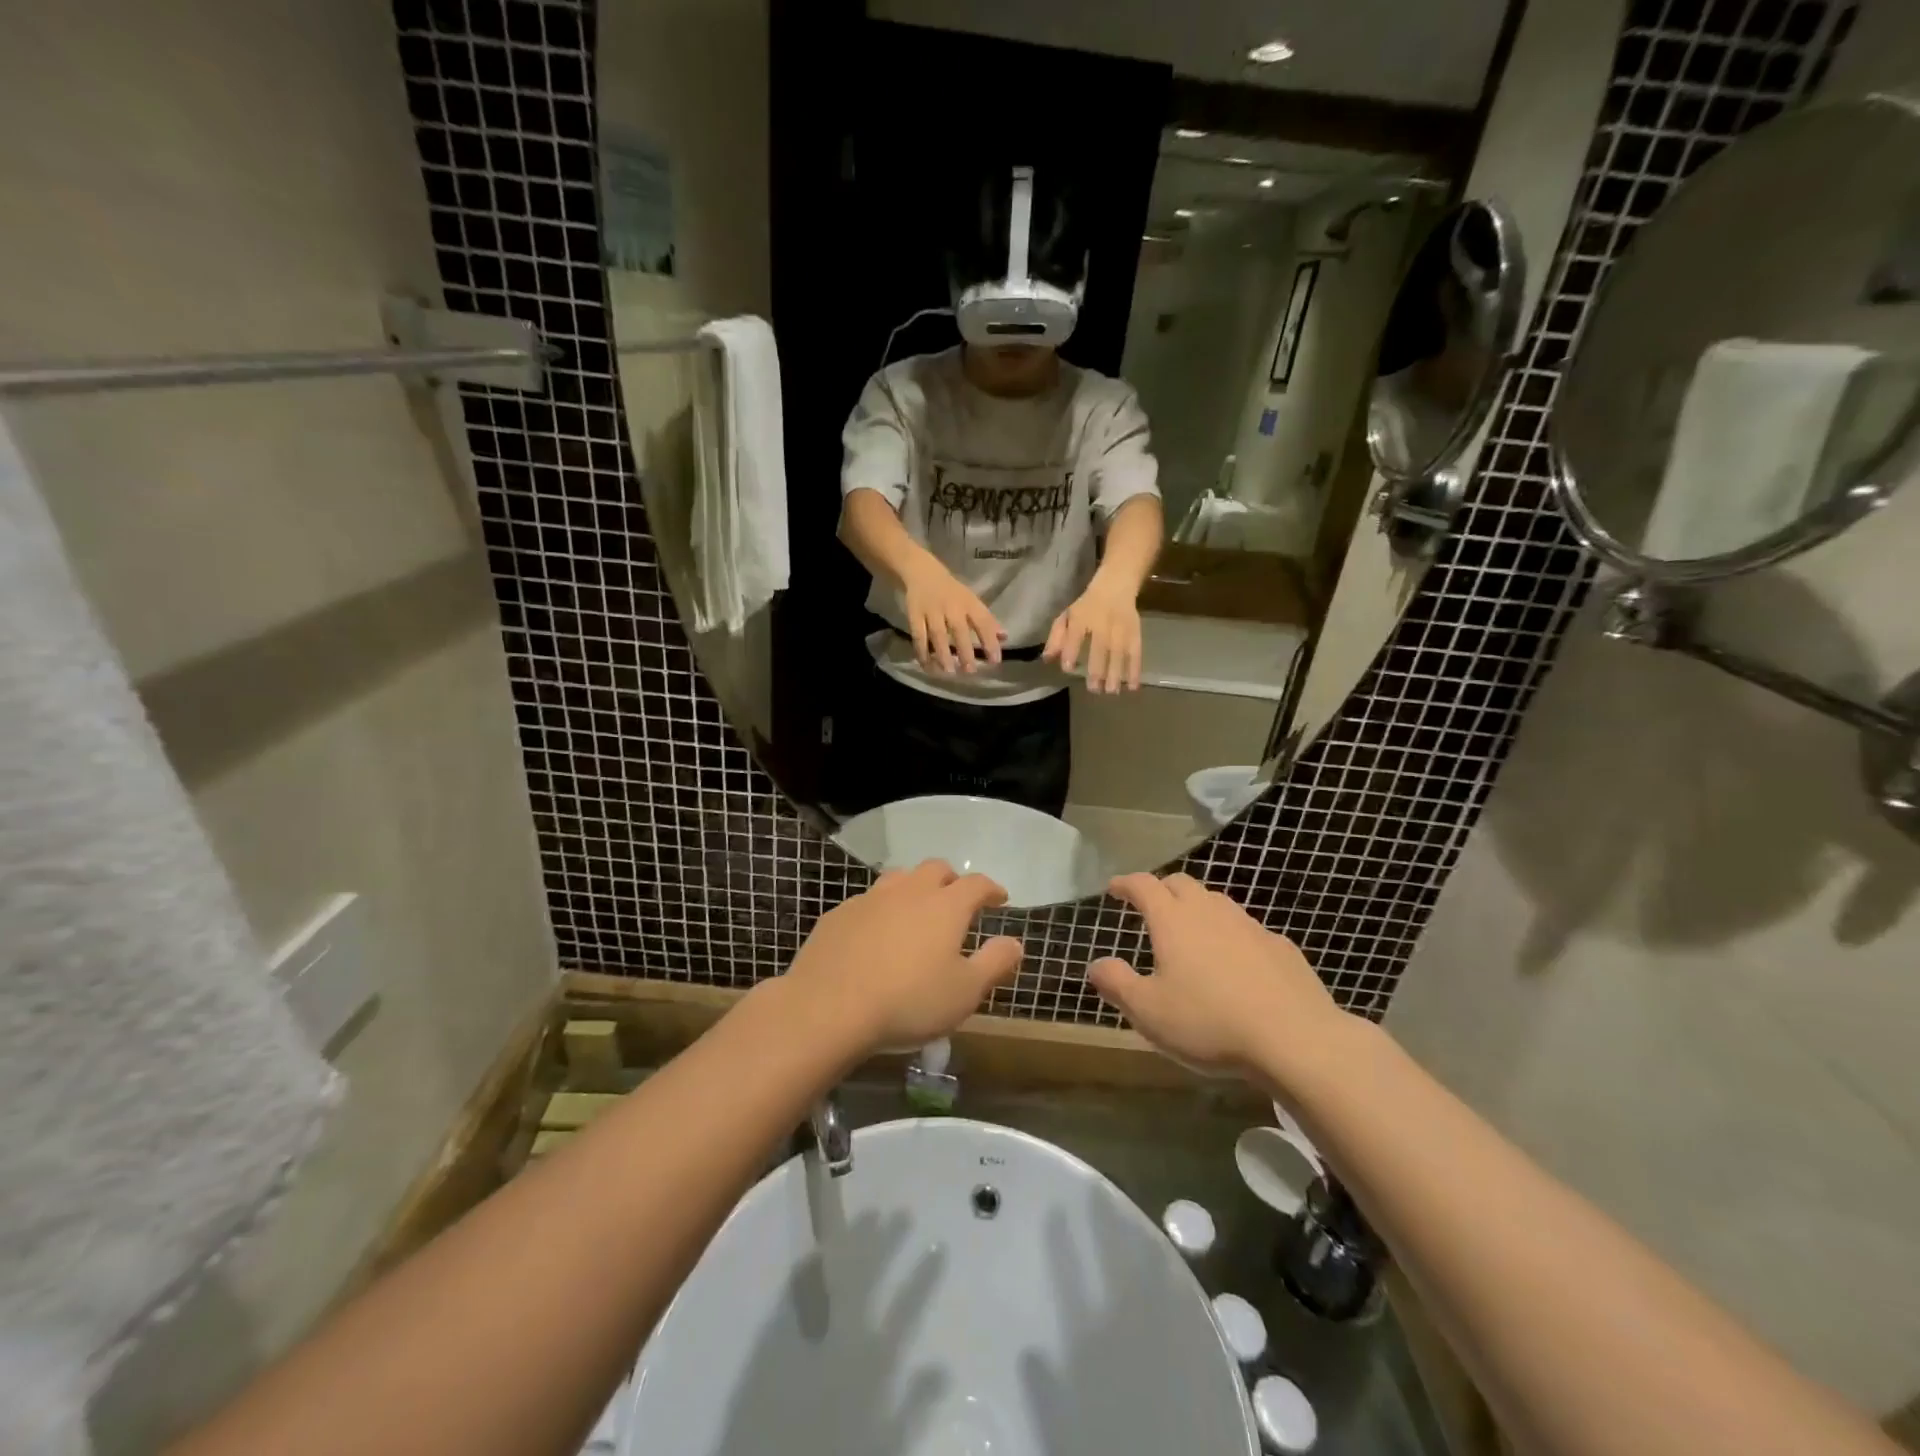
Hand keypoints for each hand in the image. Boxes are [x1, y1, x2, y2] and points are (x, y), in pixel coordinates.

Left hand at [785, 860, 1023, 1052]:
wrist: (828, 1007)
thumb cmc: (908, 1001)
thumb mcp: (965, 992)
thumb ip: (994, 963)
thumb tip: (1015, 942)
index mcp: (944, 906)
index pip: (976, 884)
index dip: (991, 889)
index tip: (999, 898)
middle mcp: (909, 891)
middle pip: (935, 869)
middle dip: (952, 880)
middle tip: (957, 900)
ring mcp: (870, 899)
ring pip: (899, 878)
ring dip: (915, 888)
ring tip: (917, 911)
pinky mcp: (839, 914)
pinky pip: (868, 901)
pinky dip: (882, 909)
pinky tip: (877, 933)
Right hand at [902, 557, 1004, 673]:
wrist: (921, 572)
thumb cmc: (952, 591)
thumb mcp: (971, 601)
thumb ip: (987, 621)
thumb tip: (1004, 638)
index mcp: (968, 602)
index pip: (983, 621)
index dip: (990, 641)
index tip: (995, 661)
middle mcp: (951, 606)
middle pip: (959, 630)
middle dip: (965, 651)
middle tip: (970, 671)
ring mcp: (931, 611)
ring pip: (937, 635)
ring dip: (943, 654)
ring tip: (949, 672)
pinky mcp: (914, 615)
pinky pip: (918, 636)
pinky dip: (922, 652)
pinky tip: (927, 666)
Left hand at [1043, 575, 1142, 691]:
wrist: (1116, 586)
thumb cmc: (1087, 606)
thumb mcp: (1067, 616)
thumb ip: (1056, 638)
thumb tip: (1047, 659)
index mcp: (1081, 618)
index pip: (1075, 635)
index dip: (1071, 651)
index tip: (1068, 667)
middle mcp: (1102, 624)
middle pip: (1100, 647)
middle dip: (1098, 669)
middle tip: (1094, 689)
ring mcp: (1120, 630)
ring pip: (1119, 653)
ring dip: (1117, 674)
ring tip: (1111, 692)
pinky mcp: (1135, 634)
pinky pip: (1136, 653)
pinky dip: (1136, 670)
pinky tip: (1133, 686)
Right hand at [1086, 873, 1348, 1083]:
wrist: (1296, 1038)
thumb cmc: (1209, 1022)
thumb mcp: (1148, 1012)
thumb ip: (1117, 984)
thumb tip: (1096, 964)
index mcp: (1173, 921)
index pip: (1144, 885)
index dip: (1126, 884)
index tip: (1115, 888)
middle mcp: (1210, 912)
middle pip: (1181, 884)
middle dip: (1162, 889)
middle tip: (1151, 907)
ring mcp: (1249, 926)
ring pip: (1216, 903)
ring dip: (1198, 909)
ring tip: (1191, 933)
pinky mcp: (1280, 947)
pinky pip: (1247, 930)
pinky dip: (1231, 936)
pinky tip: (1235, 964)